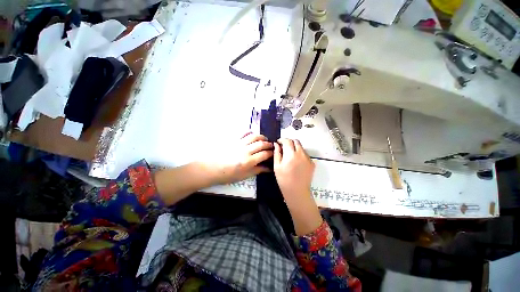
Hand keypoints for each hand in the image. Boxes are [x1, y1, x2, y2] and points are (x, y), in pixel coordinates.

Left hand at [205, 132, 272, 184]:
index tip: (273, 153)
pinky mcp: (233, 139)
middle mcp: (245, 151)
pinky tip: (252, 135)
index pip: (264, 154)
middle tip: (271, 146)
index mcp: (248, 161)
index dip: (271, 153)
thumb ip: (257, 170)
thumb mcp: (244, 176)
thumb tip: (268, 168)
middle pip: (261, 144)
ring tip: (264, 139)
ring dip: (261, 137)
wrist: (211, 168)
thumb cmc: (228, 175)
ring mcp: (239, 143)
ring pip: (254, 136)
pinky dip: (250, 132)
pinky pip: (244, 133)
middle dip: (268, 144)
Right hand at [274, 139, 320, 234]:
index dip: (282, 140)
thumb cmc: (284, 179)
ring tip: (290, 155)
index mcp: (291, 154)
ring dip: (295, 147)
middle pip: (296, 141)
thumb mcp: (277, 166)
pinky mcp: (312, 163)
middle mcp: (301, 154)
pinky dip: (300, 154)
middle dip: (289, 142)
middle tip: (284, 147)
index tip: (279, 142)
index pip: (287, 141)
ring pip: (301, 147)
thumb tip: (276, 144)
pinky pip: (305, 154)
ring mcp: (308, 158)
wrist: (297, 191)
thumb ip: (277, 153)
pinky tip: (296, 161)